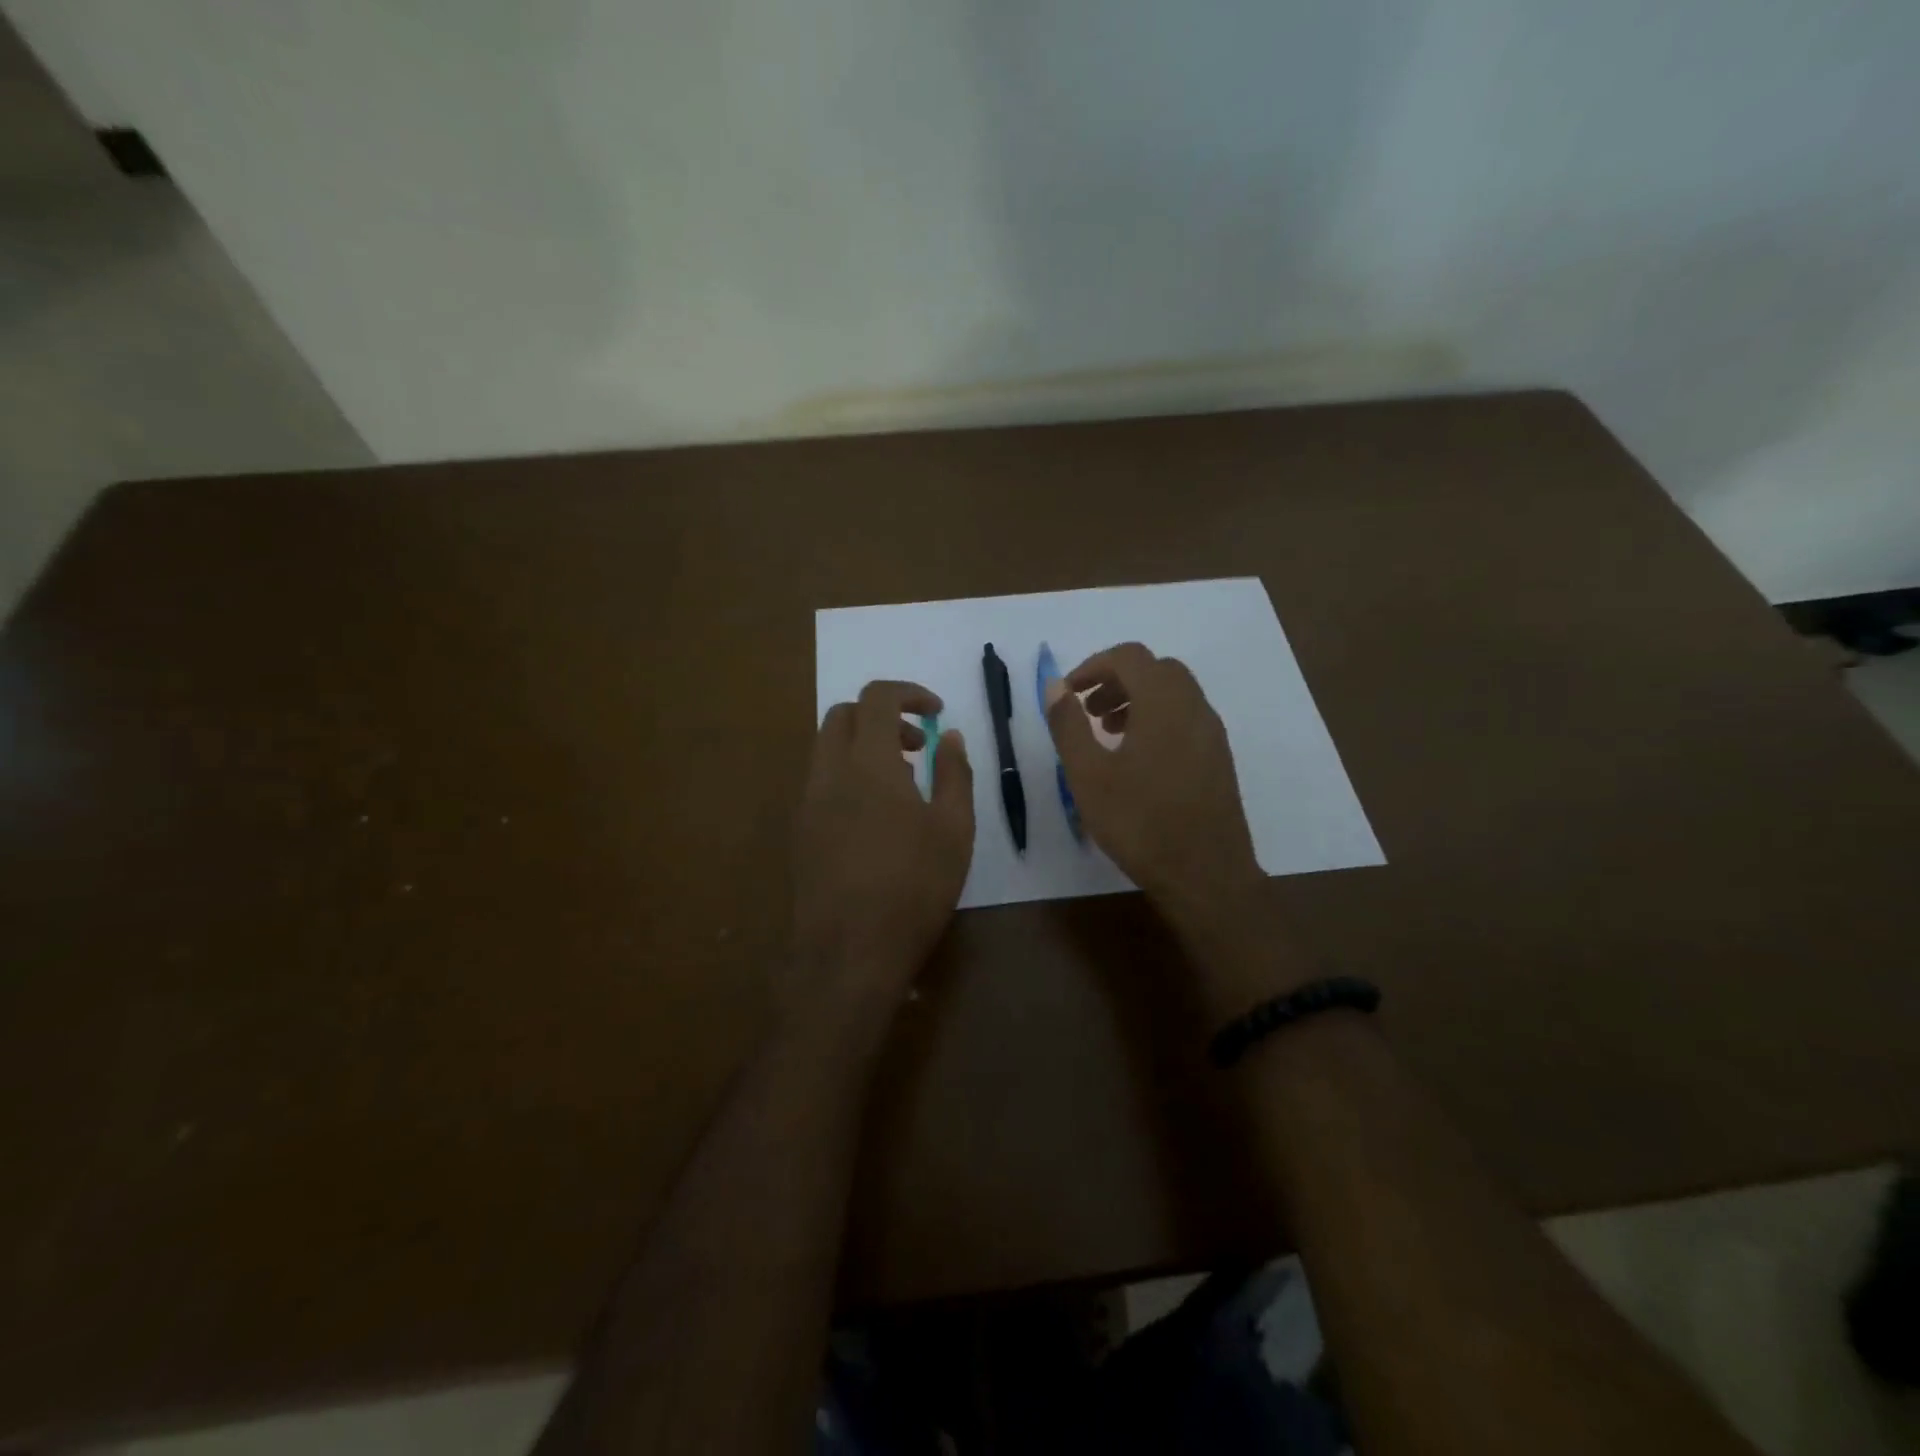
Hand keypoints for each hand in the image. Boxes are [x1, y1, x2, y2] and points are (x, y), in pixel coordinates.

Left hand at [792, 681, 973, 1009]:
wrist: (848, 952)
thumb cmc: (913, 887)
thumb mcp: (953, 829)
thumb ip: (954, 773)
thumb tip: (949, 736)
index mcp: (868, 762)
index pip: (877, 698)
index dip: (908, 693)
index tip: (936, 711)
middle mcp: (828, 772)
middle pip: (844, 715)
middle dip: (882, 716)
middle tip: (917, 745)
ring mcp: (807, 802)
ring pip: (827, 748)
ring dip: (863, 746)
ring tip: (901, 783)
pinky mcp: (799, 831)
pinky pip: (821, 780)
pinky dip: (848, 774)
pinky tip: (875, 817)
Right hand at [1045, 643, 1261, 935]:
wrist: (1206, 875)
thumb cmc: (1140, 823)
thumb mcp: (1088, 775)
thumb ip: (1069, 725)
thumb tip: (1056, 686)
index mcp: (1163, 703)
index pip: (1129, 657)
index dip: (1093, 665)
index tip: (1069, 693)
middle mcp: (1194, 707)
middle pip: (1155, 669)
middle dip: (1116, 680)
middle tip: (1088, 710)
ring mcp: (1212, 733)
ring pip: (1173, 693)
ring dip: (1137, 699)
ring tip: (1107, 731)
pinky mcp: (1219, 758)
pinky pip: (1186, 718)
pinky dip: (1157, 719)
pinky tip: (1136, 759)